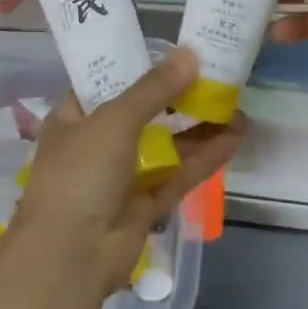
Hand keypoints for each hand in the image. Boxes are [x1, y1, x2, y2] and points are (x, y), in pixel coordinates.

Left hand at [14, 47, 242, 295]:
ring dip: (199, 128)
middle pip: (143, 113)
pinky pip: (178, 175)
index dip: (139, 67)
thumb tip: (189, 55)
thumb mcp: (114, 119)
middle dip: (178, 98)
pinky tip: (235, 138)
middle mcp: (97, 143)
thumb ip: (153, 89)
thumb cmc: (81, 172)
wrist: (71, 255)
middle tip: (214, 78)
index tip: (175, 54)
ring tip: (236, 106)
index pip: (107, 83)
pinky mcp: (145, 205)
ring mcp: (122, 176)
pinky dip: (204, 157)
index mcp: (74, 117)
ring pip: (166, 145)